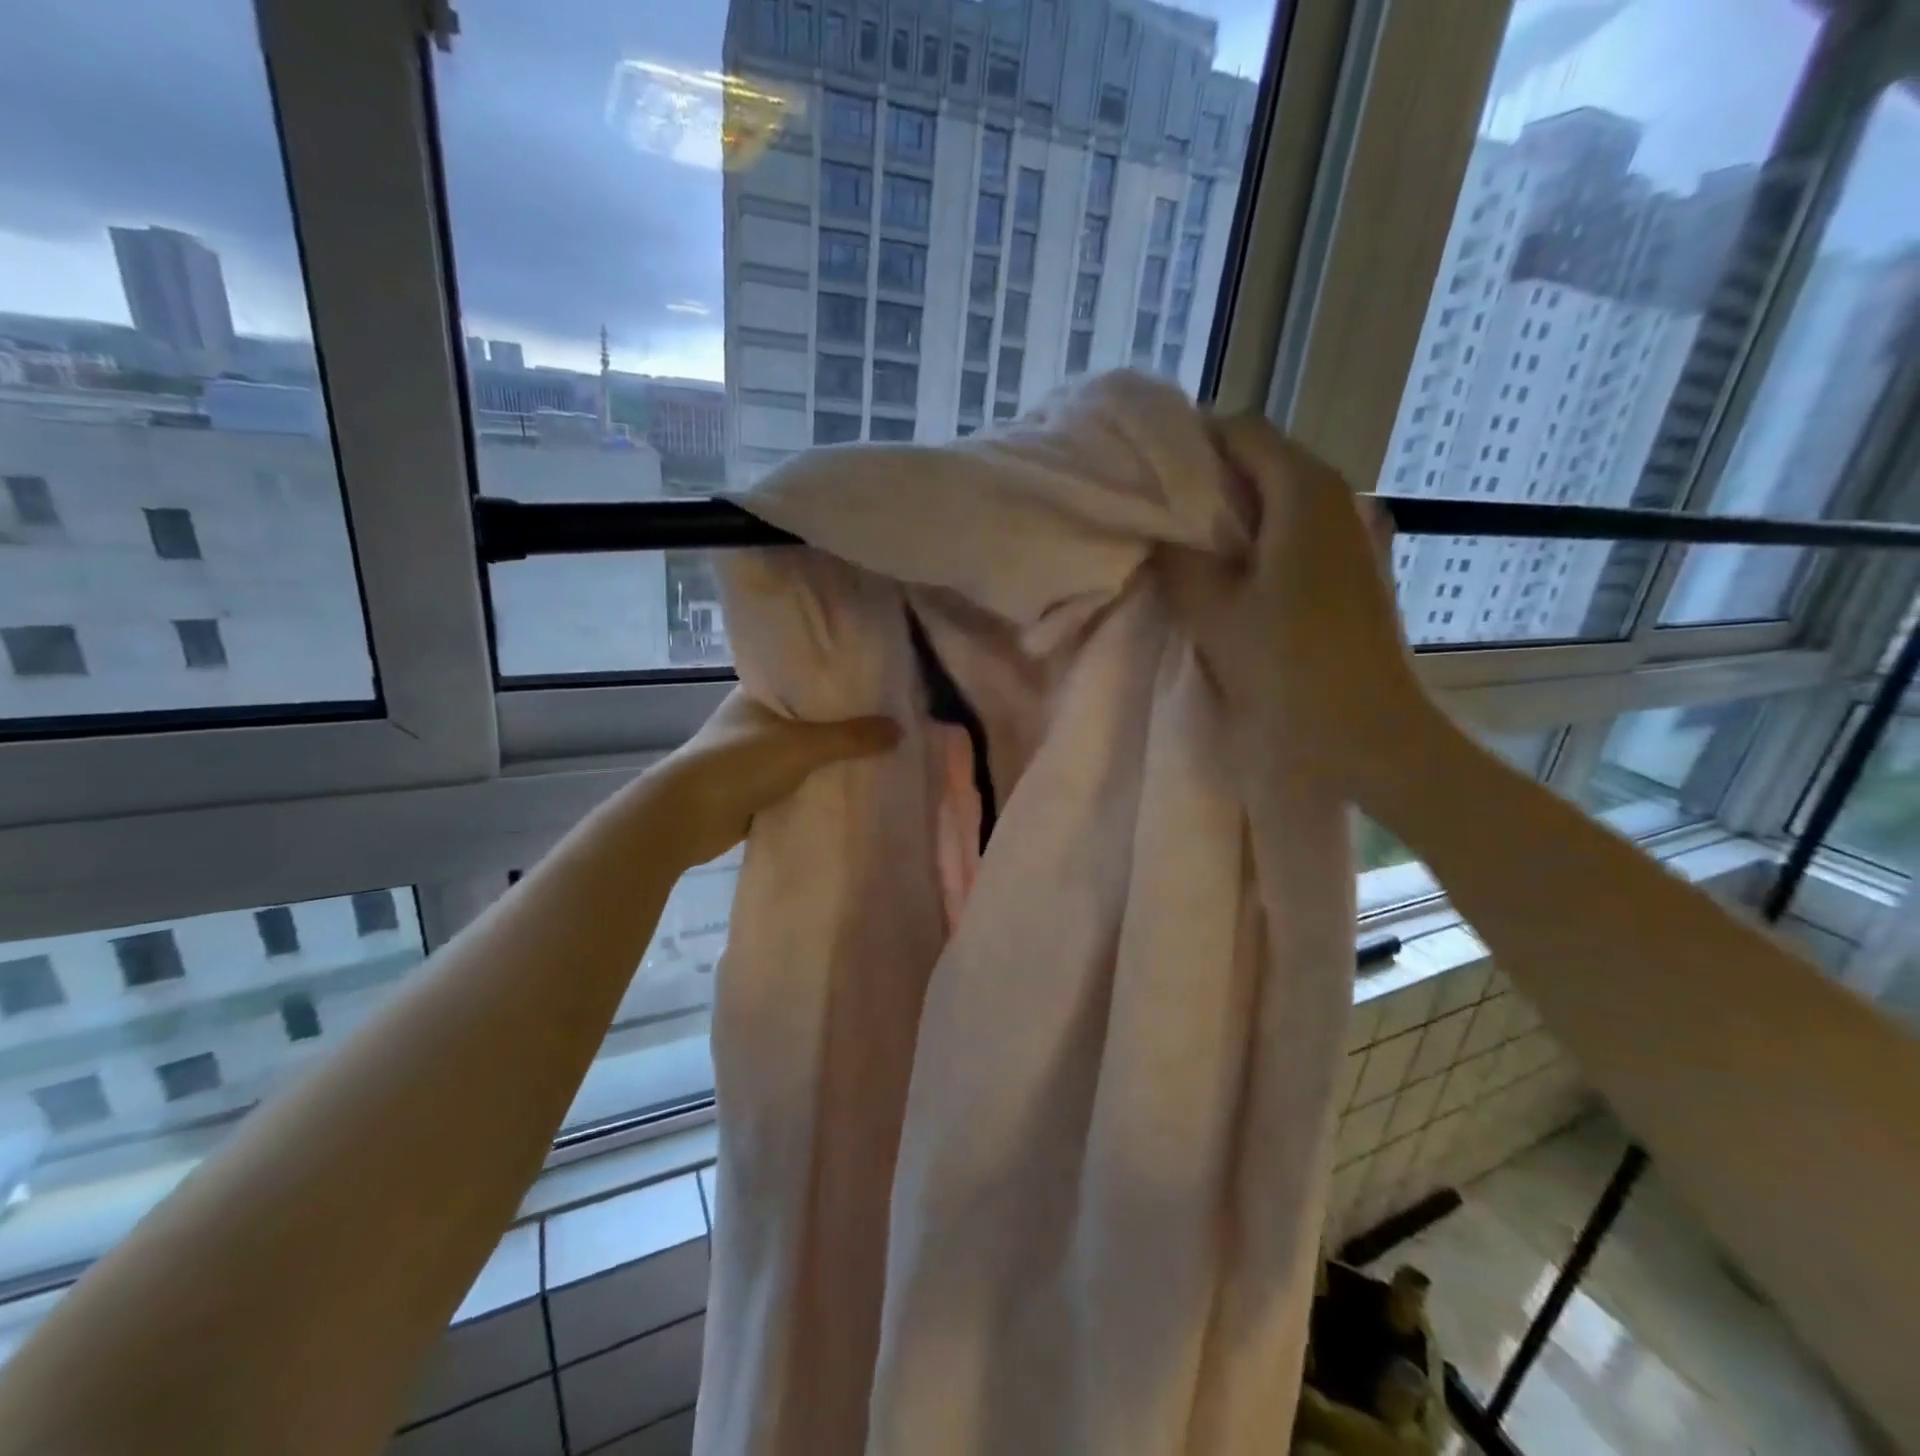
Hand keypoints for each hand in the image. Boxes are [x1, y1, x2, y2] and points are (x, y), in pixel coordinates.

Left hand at [648, 690, 899, 867]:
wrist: (686, 817)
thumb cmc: (740, 764)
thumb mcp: (803, 745)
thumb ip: (851, 737)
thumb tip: (900, 730)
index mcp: (756, 695)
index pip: (803, 680)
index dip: (836, 683)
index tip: (874, 686)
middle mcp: (753, 721)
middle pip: (807, 719)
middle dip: (840, 725)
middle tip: (885, 724)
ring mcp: (750, 757)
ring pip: (801, 753)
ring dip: (828, 759)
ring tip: (876, 755)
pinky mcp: (752, 790)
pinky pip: (794, 783)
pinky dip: (815, 786)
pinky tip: (847, 788)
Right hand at [1161, 415, 1444, 804]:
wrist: (1371, 733)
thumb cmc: (1289, 668)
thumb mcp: (1214, 612)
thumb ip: (1177, 560)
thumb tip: (1155, 528)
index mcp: (1304, 490)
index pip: (1240, 430)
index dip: (1188, 444)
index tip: (1144, 475)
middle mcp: (1338, 494)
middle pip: (1261, 461)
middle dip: (1206, 481)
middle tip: (1155, 515)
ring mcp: (1354, 530)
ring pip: (1278, 498)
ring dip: (1231, 515)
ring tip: (1186, 547)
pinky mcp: (1356, 566)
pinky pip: (1296, 530)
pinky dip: (1259, 539)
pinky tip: (1233, 577)